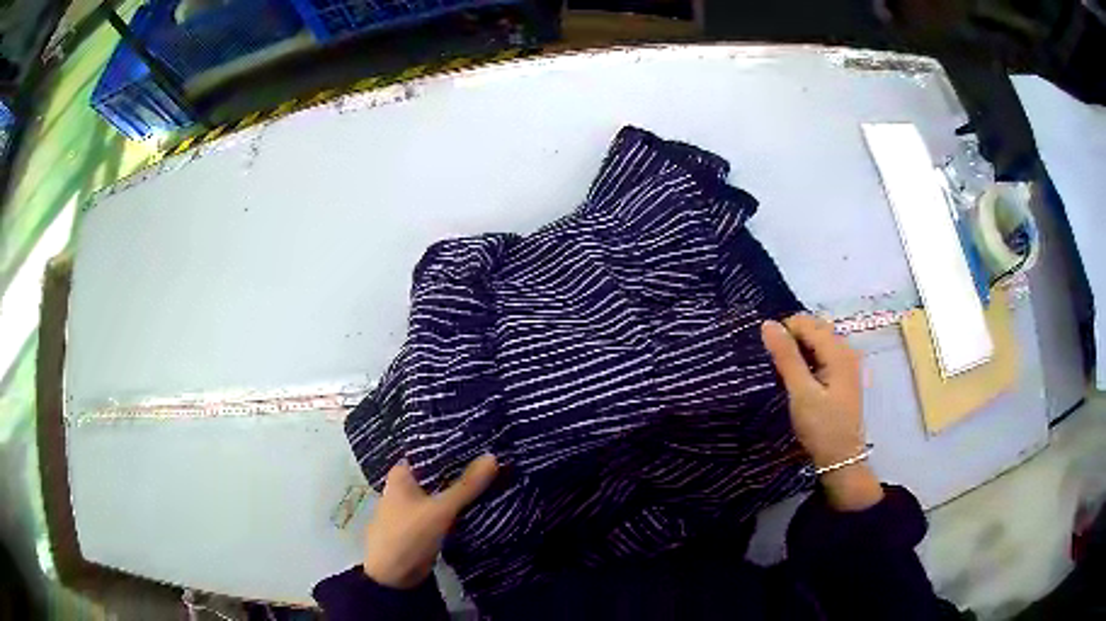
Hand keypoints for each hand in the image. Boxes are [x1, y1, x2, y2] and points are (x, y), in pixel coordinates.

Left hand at [363, 455, 498, 587]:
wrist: (394, 577)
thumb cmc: (408, 535)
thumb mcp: (440, 510)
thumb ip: (466, 486)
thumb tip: (492, 456)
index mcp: (401, 474)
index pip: (431, 451)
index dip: (455, 446)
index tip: (483, 439)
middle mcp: (406, 486)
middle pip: (439, 472)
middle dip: (464, 468)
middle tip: (497, 457)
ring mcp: (415, 506)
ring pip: (444, 491)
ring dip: (464, 489)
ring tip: (497, 474)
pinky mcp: (425, 524)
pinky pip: (446, 509)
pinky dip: (461, 506)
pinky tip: (484, 500)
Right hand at [761, 315, 882, 510]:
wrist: (841, 460)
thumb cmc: (821, 427)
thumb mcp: (801, 393)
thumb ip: (786, 357)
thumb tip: (768, 324)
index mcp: (839, 352)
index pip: (808, 324)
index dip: (785, 330)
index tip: (766, 351)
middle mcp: (847, 352)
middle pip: (816, 329)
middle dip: (792, 338)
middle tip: (772, 361)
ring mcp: (847, 364)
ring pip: (819, 343)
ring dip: (799, 350)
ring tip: (781, 369)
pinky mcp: (844, 377)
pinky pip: (823, 356)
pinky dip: (808, 360)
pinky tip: (797, 377)